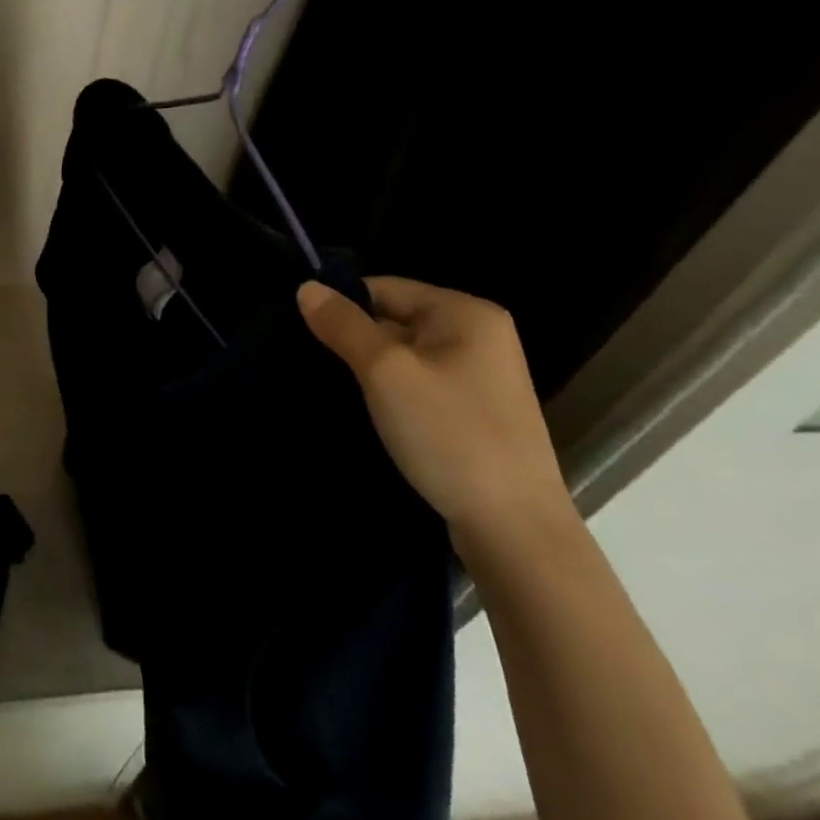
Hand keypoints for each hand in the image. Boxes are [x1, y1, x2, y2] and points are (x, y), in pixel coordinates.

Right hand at [296, 276, 572, 554]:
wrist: (515, 532)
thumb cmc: (449, 436)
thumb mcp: (385, 372)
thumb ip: (343, 325)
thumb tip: (305, 287)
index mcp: (466, 313)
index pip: (384, 287)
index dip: (342, 306)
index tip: (305, 333)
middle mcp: (479, 335)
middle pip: (394, 318)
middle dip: (354, 339)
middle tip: (314, 363)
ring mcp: (480, 377)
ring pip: (403, 355)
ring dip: (369, 370)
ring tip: (333, 388)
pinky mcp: (475, 412)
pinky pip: (419, 384)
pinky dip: (391, 393)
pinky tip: (367, 413)